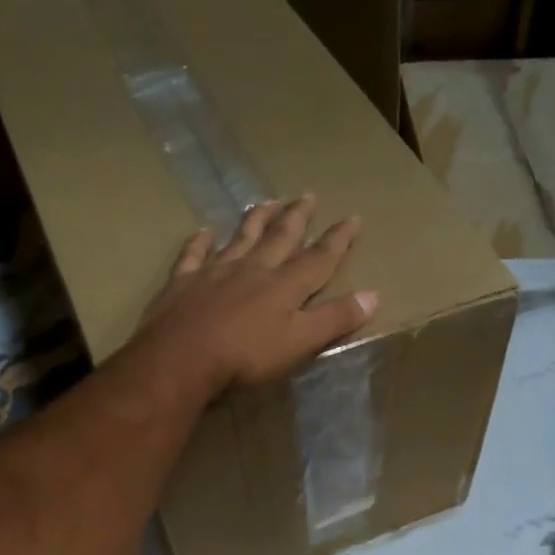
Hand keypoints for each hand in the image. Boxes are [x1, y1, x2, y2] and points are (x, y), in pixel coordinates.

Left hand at [135, 196, 376, 397]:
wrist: (181, 359)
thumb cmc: (246, 356)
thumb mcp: (300, 343)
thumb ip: (335, 319)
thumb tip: (373, 296)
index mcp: (284, 285)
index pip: (319, 258)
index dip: (338, 239)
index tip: (352, 218)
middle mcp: (253, 269)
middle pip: (280, 238)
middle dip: (297, 218)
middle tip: (307, 196)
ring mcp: (215, 272)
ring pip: (241, 237)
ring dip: (256, 220)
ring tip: (266, 202)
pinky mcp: (183, 282)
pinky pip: (194, 254)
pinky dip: (200, 241)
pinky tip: (204, 231)